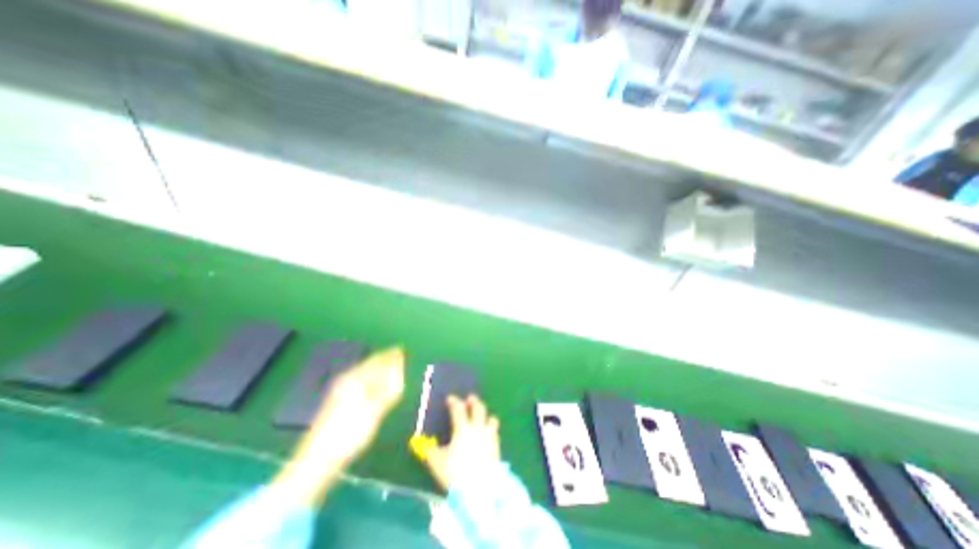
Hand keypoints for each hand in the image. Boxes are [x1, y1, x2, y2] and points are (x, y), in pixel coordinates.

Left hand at [270, 347, 405, 505]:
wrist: (317, 460)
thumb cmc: (349, 434)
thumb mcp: (374, 411)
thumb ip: (389, 390)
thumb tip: (399, 371)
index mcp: (355, 379)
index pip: (377, 360)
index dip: (391, 356)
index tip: (402, 351)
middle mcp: (346, 380)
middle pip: (369, 365)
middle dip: (385, 361)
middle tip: (399, 357)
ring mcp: (340, 390)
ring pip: (364, 373)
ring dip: (378, 370)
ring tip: (391, 370)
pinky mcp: (337, 401)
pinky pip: (359, 381)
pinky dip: (371, 379)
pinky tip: (375, 385)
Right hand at [420, 396, 500, 490]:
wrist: (479, 490)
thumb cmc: (455, 473)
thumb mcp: (437, 462)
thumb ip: (429, 450)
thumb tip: (420, 443)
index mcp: (463, 428)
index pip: (459, 409)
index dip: (454, 402)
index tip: (450, 398)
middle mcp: (477, 428)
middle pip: (479, 408)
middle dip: (474, 402)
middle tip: (470, 399)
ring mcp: (489, 437)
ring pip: (491, 418)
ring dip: (486, 415)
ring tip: (482, 416)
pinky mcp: (497, 447)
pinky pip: (495, 432)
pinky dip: (491, 429)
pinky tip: (487, 434)